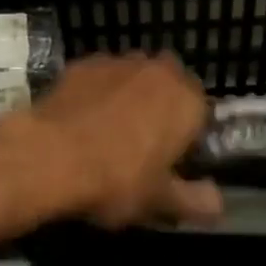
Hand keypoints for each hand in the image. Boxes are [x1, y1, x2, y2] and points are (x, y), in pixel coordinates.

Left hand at [26, 53, 220, 227]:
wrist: (48, 156)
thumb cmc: (116, 179)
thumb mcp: (160, 201)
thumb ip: (195, 200)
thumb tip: (218, 204)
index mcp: (187, 100)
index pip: (201, 113)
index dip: (188, 136)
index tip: (172, 160)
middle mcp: (158, 70)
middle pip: (167, 88)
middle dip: (160, 110)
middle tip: (142, 147)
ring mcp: (117, 62)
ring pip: (133, 79)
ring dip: (128, 97)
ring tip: (108, 134)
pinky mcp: (82, 63)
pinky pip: (99, 79)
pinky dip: (96, 94)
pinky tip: (81, 121)